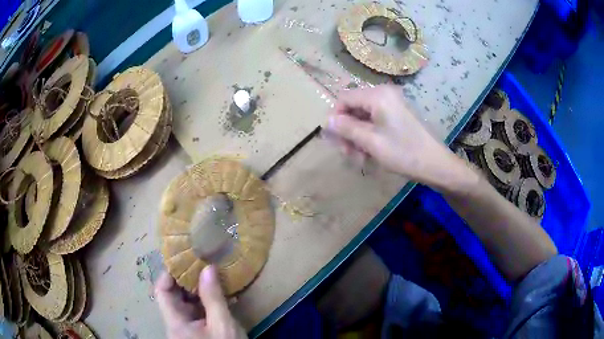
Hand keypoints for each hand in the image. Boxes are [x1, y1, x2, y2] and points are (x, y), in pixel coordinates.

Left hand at [155, 265, 246, 338]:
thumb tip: (207, 267)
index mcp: (176, 322)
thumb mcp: (222, 325)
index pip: (161, 291)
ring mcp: (188, 329)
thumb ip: (213, 297)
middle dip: (188, 280)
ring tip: (214, 277)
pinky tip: (222, 296)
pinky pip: (198, 313)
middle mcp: (177, 324)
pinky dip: (208, 303)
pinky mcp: (199, 332)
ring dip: (200, 291)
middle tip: (204, 265)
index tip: (184, 259)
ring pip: (187, 304)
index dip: (168, 274)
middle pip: (174, 296)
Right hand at [325, 85, 466, 189]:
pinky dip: (369, 136)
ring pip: (363, 116)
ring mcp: (392, 104)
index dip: (335, 117)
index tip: (335, 140)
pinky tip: (370, 153)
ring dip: (357, 136)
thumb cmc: (404, 152)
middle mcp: (384, 94)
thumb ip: (347, 128)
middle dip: (347, 130)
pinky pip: (375, 121)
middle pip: (354, 107)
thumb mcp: (371, 142)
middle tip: (347, 153)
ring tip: (359, 157)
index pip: (344, 98)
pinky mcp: (398, 115)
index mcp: (378, 95)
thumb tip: (326, 120)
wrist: (435, 164)